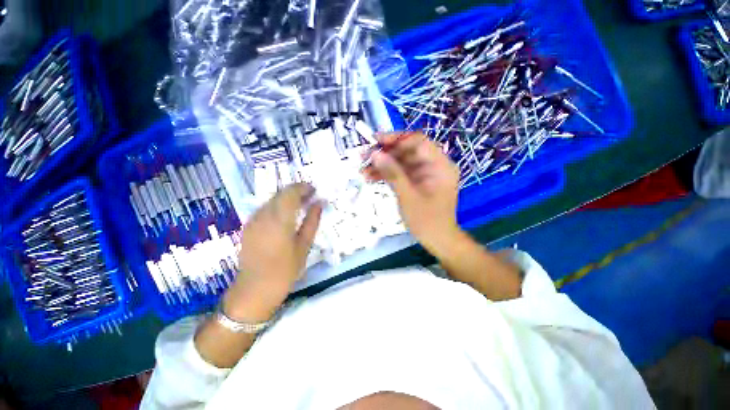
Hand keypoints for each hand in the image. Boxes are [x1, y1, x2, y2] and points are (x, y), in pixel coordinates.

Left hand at [223, 183, 322, 321]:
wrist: (254, 290)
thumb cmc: (285, 270)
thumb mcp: (304, 246)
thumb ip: (312, 221)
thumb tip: (319, 204)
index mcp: (280, 220)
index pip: (291, 193)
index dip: (303, 187)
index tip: (314, 190)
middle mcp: (264, 216)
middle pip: (280, 193)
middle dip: (296, 191)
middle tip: (310, 197)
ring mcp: (253, 220)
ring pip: (271, 199)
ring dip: (287, 198)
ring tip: (300, 205)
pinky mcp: (248, 226)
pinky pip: (265, 208)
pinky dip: (277, 205)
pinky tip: (285, 215)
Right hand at [364, 132, 460, 251]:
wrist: (437, 240)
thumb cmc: (427, 220)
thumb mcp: (408, 196)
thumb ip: (393, 173)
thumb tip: (375, 154)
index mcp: (440, 165)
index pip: (418, 141)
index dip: (397, 139)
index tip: (376, 141)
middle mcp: (433, 165)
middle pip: (407, 151)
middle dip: (385, 154)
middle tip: (364, 157)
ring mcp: (424, 174)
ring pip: (401, 162)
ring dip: (382, 165)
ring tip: (362, 169)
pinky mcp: (417, 182)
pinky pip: (401, 173)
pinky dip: (387, 175)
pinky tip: (370, 177)